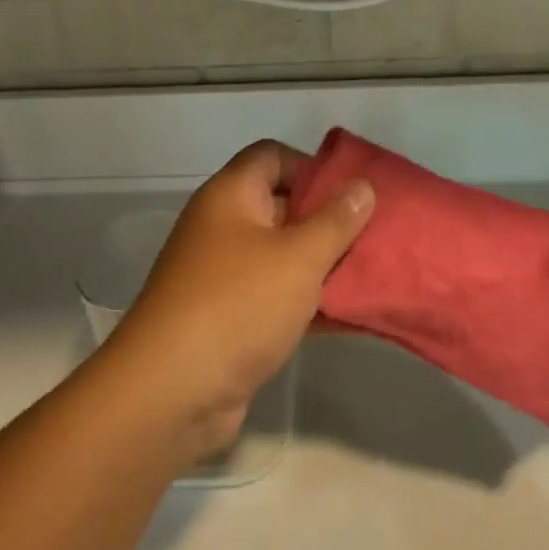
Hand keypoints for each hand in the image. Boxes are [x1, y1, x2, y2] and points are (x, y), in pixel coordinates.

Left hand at [106, 140, 373, 459]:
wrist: (172, 393)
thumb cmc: (238, 305)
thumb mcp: (298, 257)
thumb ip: (336, 221)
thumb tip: (363, 186)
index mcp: (231, 196)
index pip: (273, 156)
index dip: (313, 167)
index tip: (353, 194)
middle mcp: (224, 228)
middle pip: (284, 206)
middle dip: (331, 220)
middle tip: (376, 235)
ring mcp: (226, 275)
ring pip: (285, 256)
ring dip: (326, 264)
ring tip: (375, 273)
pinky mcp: (232, 318)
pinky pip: (279, 296)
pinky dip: (312, 302)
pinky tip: (355, 315)